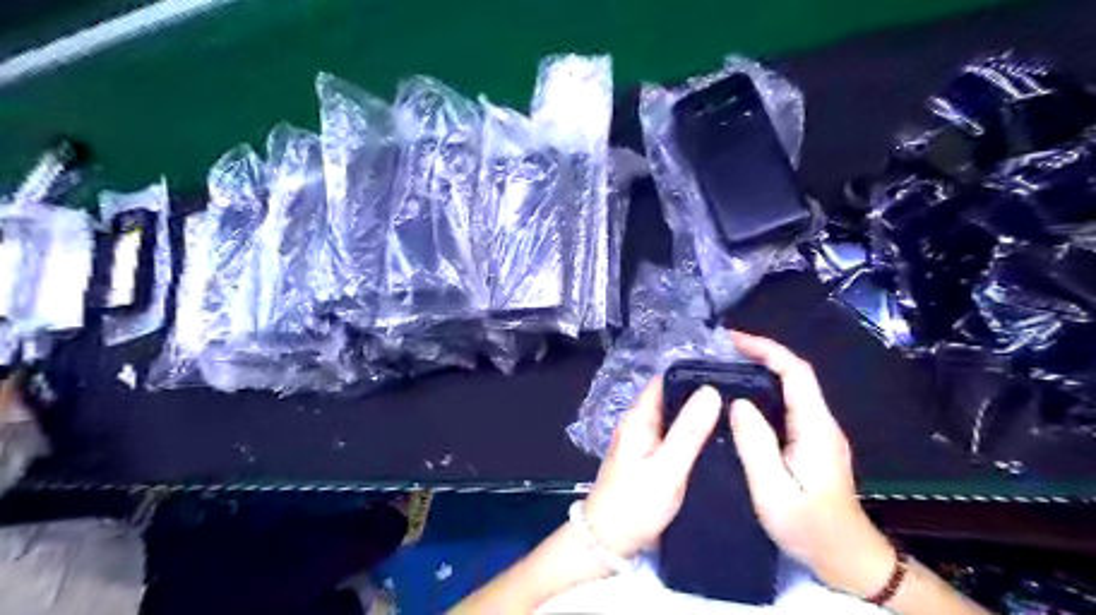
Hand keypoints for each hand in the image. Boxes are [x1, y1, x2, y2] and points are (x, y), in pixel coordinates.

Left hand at [586, 376, 724, 559]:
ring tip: (735, 419)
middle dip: (701, 397)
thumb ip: (689, 431)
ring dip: (698, 418)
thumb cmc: (635, 504)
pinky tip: (716, 444)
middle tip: (739, 402)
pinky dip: (692, 437)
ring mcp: (643, 442)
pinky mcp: (649, 459)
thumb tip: (710, 390)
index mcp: (639, 417)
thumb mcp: (667, 468)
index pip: (666, 382)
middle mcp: (639, 424)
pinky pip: (673, 438)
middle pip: (672, 399)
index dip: (694, 376)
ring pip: (674, 420)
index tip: (727, 378)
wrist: (608, 541)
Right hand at [725, 335, 899, 596]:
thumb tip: (738, 403)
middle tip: (721, 351)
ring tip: (726, 367)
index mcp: (815, 427)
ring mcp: (819, 433)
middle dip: (760, 355)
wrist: (844, 557)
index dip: (766, 349)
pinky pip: (788, 406)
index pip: (796, 372)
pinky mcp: (812, 443)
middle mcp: (821, 423)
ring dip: (761, 371)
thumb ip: (755, 445)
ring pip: (791, 389)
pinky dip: (764, 392)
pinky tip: (742, 399)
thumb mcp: (773, 490)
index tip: (733, 340)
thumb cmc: (808, 526)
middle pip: (794, 375)